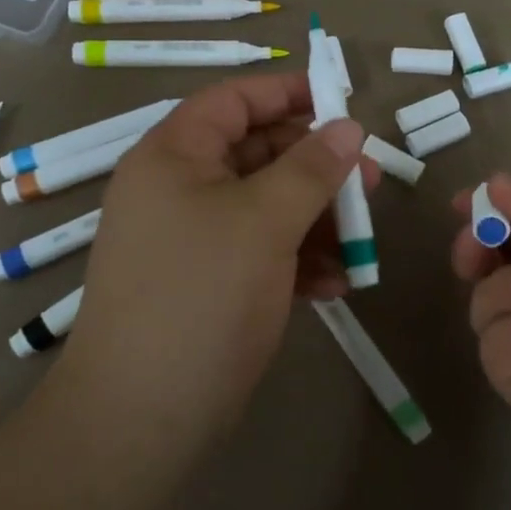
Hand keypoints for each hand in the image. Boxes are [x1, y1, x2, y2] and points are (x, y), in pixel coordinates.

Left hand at [67, 73, 375, 441]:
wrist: (142, 416)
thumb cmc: (201, 295)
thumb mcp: (264, 221)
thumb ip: (311, 168)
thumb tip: (349, 127)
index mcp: (174, 156)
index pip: (232, 100)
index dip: (286, 93)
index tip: (340, 102)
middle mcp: (178, 189)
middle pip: (256, 154)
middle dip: (315, 167)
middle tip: (368, 181)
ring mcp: (193, 239)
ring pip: (265, 206)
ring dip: (315, 219)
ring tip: (359, 242)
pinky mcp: (208, 283)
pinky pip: (259, 251)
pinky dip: (297, 261)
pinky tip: (334, 284)